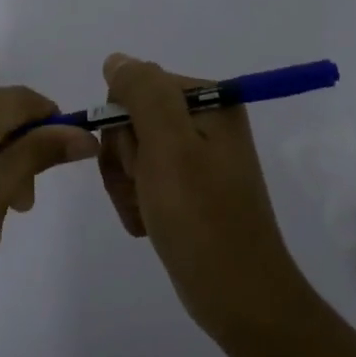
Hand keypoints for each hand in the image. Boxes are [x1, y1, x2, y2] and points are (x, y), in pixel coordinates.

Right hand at [97, 53, 310, 337]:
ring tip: (147, 212)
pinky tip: (149, 224)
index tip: (141, 160)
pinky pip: (141, 180)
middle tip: (147, 189)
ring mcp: (196, 158)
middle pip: (131, 121)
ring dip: (126, 185)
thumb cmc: (202, 217)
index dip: (124, 125)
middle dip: (125, 159)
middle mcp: (205, 123)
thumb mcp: (169, 146)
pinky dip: (136, 202)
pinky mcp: (188, 188)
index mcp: (210, 102)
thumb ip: (143, 93)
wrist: (238, 296)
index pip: (136, 87)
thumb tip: (117, 60)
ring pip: (130, 153)